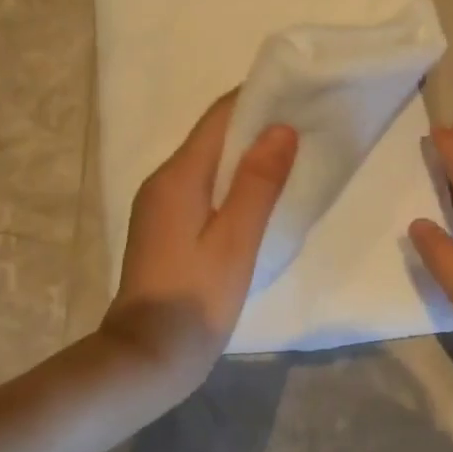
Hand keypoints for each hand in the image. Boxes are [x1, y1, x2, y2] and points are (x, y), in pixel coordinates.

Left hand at [102, 92, 297, 393]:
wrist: (146, 358)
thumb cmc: (195, 299)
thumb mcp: (235, 240)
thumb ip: (259, 183)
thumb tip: (281, 128)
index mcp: (179, 176)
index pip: (219, 117)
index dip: (257, 99)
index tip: (298, 93)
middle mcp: (164, 181)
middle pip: (213, 137)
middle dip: (256, 125)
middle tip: (306, 123)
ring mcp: (160, 206)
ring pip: (209, 164)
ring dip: (246, 155)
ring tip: (292, 155)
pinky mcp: (165, 228)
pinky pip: (203, 188)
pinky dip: (233, 182)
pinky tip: (259, 196)